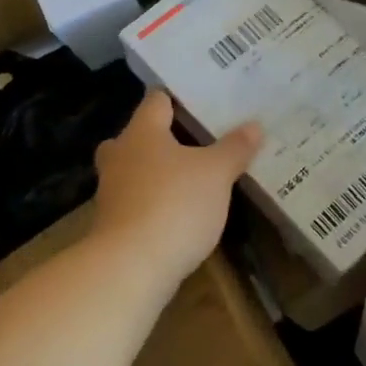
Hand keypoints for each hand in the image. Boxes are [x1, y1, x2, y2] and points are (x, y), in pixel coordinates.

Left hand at [88, 90, 261, 294]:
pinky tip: (181, 212)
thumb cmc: (174, 205)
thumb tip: (254, 125)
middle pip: (140, 136)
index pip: (157, 100)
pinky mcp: (113, 225)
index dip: (180, 98)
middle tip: (200, 141)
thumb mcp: (216, 174)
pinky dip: (156, 202)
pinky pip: (137, 201)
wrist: (130, 268)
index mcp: (142, 132)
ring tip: (194, 178)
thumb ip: (234, 148)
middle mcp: (120, 155)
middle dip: (166, 138)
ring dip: (160, 173)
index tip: (205, 101)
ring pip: (136, 170)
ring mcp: (111, 192)